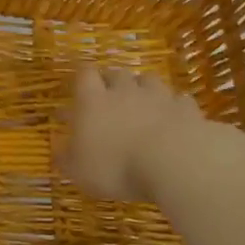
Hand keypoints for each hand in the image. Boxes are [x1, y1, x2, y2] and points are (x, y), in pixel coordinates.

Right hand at [61, 67, 204, 202]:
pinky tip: (173, 117)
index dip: (82, 79)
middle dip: (112, 81)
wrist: (174, 161)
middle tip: (109, 96)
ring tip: (142, 103)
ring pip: (148, 80)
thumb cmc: (116, 166)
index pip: (84, 75)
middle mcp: (124, 91)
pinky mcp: (186, 108)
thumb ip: (67, 158)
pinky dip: (174, 105)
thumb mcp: (79, 171)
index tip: (79, 88)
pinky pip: (178, 100)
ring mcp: (158, 96)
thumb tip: (58, 150)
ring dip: (143, 88)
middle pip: (116, 73)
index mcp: (93, 101)